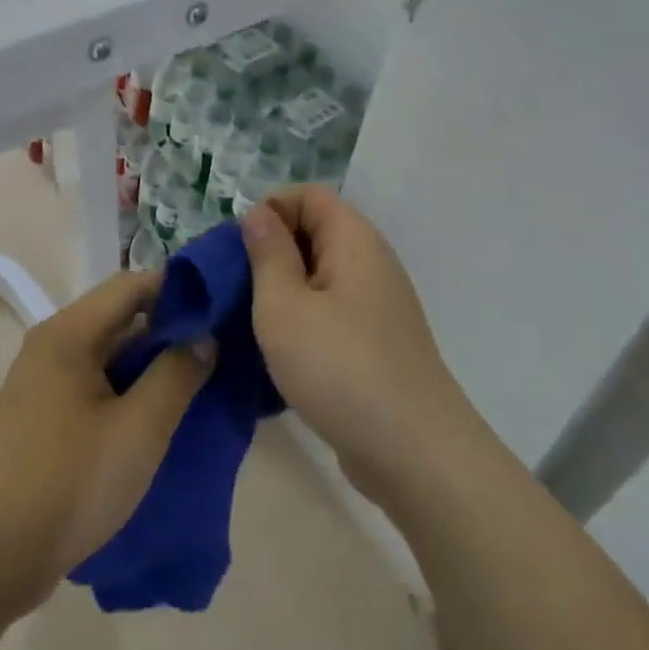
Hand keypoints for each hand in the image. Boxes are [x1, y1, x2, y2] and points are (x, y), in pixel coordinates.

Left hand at [0, 270, 213, 612]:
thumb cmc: (68, 482)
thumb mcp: (138, 429)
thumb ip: (176, 375)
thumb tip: (204, 336)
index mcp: (69, 332)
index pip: (132, 285)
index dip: (178, 288)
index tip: (222, 305)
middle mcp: (52, 345)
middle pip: (119, 318)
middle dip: (169, 329)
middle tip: (220, 348)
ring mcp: (44, 382)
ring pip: (108, 355)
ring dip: (150, 365)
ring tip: (199, 381)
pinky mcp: (42, 417)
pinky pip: (95, 386)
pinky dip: (128, 391)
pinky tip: (158, 416)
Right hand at [241, 186, 467, 503]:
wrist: (415, 454)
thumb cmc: (340, 367)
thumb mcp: (283, 305)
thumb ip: (267, 253)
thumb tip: (259, 213)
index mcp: (353, 240)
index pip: (308, 195)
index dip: (270, 209)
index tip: (238, 249)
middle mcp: (371, 264)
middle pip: (314, 233)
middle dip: (269, 252)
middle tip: (233, 287)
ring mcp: (377, 307)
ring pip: (319, 277)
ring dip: (281, 291)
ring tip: (247, 321)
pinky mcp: (376, 345)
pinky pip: (330, 313)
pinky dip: (302, 321)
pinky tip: (277, 353)